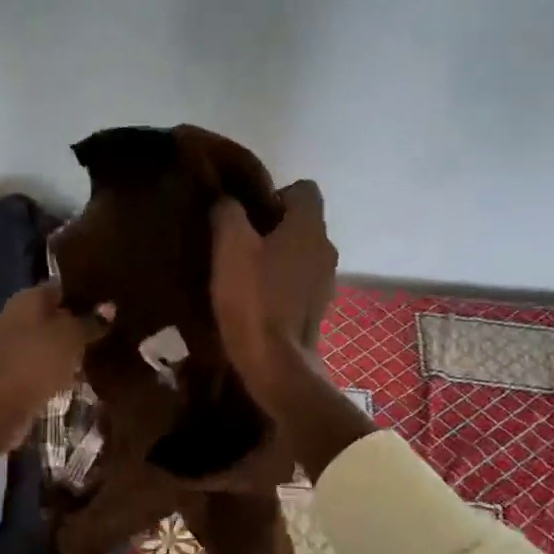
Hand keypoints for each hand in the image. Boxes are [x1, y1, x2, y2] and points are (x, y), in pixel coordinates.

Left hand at [0, 283, 110, 447]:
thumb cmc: (34, 362)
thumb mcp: (70, 337)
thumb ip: (90, 321)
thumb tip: (109, 306)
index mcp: (28, 299)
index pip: (63, 288)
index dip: (88, 294)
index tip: (115, 302)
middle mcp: (18, 318)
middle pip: (58, 316)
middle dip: (84, 324)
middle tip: (118, 329)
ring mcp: (16, 347)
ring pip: (54, 343)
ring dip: (76, 350)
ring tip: (108, 353)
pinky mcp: (17, 374)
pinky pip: (47, 366)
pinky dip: (64, 371)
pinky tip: (87, 378)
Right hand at [211, 179, 336, 405]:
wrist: (276, 364)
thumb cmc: (253, 299)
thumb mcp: (229, 248)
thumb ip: (228, 214)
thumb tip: (227, 200)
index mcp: (309, 227)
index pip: (303, 189)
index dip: (275, 194)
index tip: (247, 214)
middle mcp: (326, 248)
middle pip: (302, 223)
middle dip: (273, 226)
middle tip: (237, 241)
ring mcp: (326, 281)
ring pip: (301, 253)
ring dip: (277, 256)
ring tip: (244, 272)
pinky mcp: (317, 308)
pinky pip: (299, 282)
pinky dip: (281, 283)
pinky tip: (255, 298)